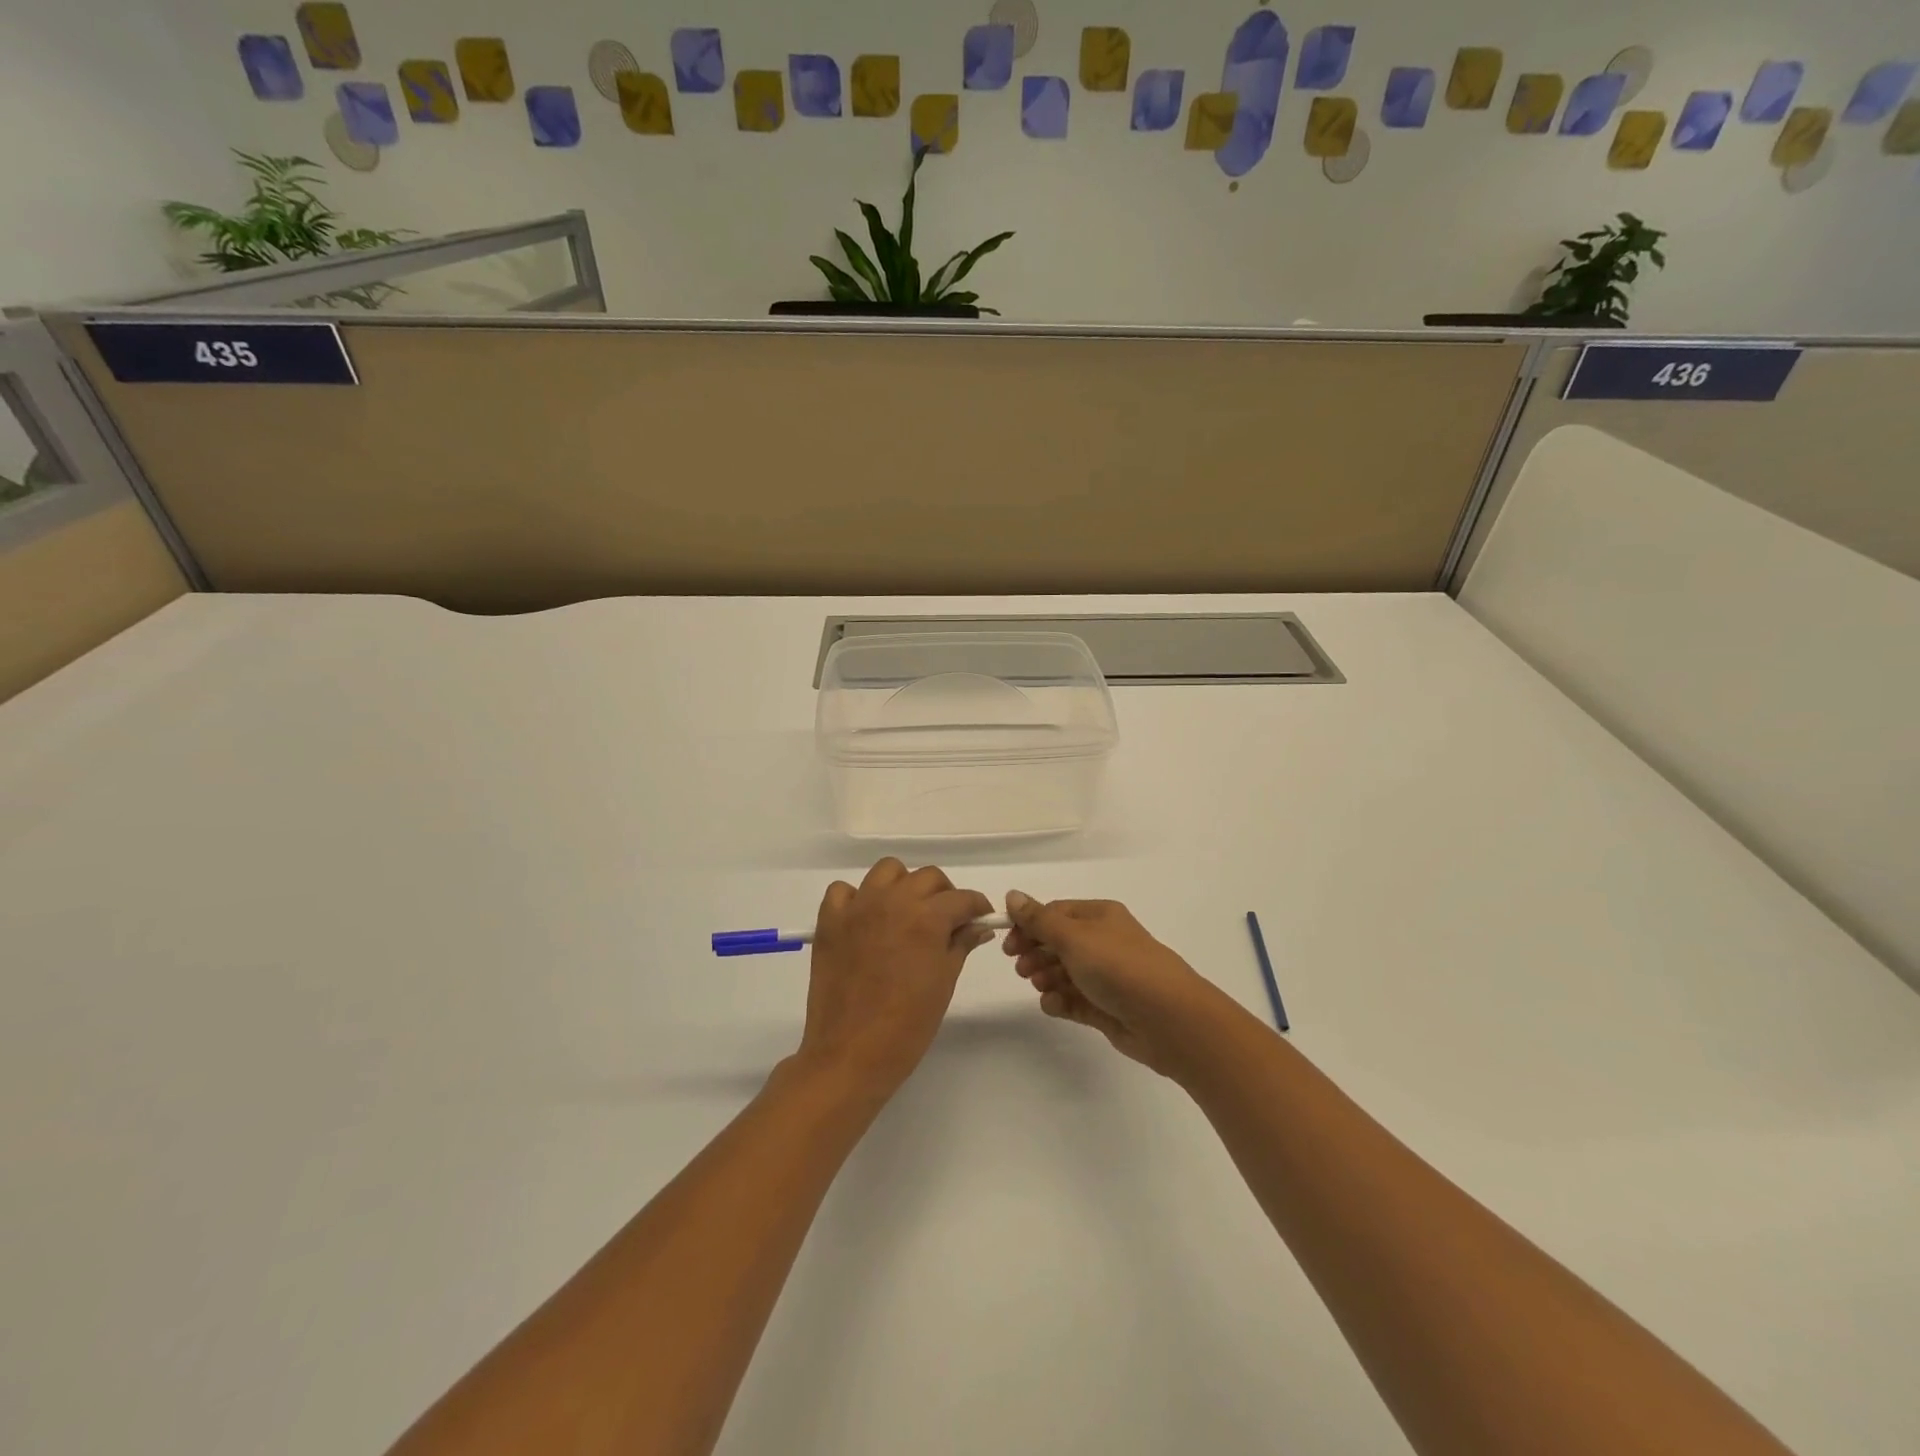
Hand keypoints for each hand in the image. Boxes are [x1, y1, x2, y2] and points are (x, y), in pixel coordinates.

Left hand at [796, 859, 994, 1098]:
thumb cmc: (907, 1026)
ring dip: (903, 885)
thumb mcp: (944, 983)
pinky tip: (866, 921)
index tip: (980, 919)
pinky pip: (844, 891)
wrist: (850, 1054)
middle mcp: (893, 901)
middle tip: (947, 921)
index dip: (976, 907)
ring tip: (907, 913)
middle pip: (927, 877)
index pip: (961, 898)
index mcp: (926, 918)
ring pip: (887, 871)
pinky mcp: (830, 922)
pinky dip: (857, 898)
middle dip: (944, 895)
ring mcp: (858, 908)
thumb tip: (978, 926)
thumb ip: (960, 945)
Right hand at [1004, 890, 1216, 1074]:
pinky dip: (1061, 1001)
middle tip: (1020, 969)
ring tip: (1039, 986)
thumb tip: (1012, 894)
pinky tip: (1053, 1005)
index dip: (1029, 926)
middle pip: (1058, 943)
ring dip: (1046, 977)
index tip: (1008, 944)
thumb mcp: (1073, 937)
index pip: (1055, 914)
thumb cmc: (1118, 967)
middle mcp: (1104, 942)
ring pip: (1065, 972)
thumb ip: (1039, 920)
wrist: (1168, 1019)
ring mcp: (1107, 976)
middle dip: (1036, 953)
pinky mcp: (1107, 1007)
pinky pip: (1075, 1000)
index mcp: (1100, 916)